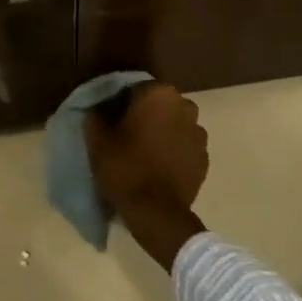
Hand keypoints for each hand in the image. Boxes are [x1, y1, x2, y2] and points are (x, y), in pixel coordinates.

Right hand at [84, 83, 208, 270]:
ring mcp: (199, 133)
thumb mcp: (97, 140)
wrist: (157, 212)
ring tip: (143, 152)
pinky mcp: (204, 157)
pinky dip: (173, 151)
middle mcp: (185, 106)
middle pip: (159, 104)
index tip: (111, 119)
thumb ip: (96, 115)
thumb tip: (99, 107)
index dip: (121, 102)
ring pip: (174, 124)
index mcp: (158, 95)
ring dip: (162, 132)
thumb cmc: (125, 168)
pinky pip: (184, 146)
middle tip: (126, 134)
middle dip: (145, 114)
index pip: (136, 87)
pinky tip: (158, 166)